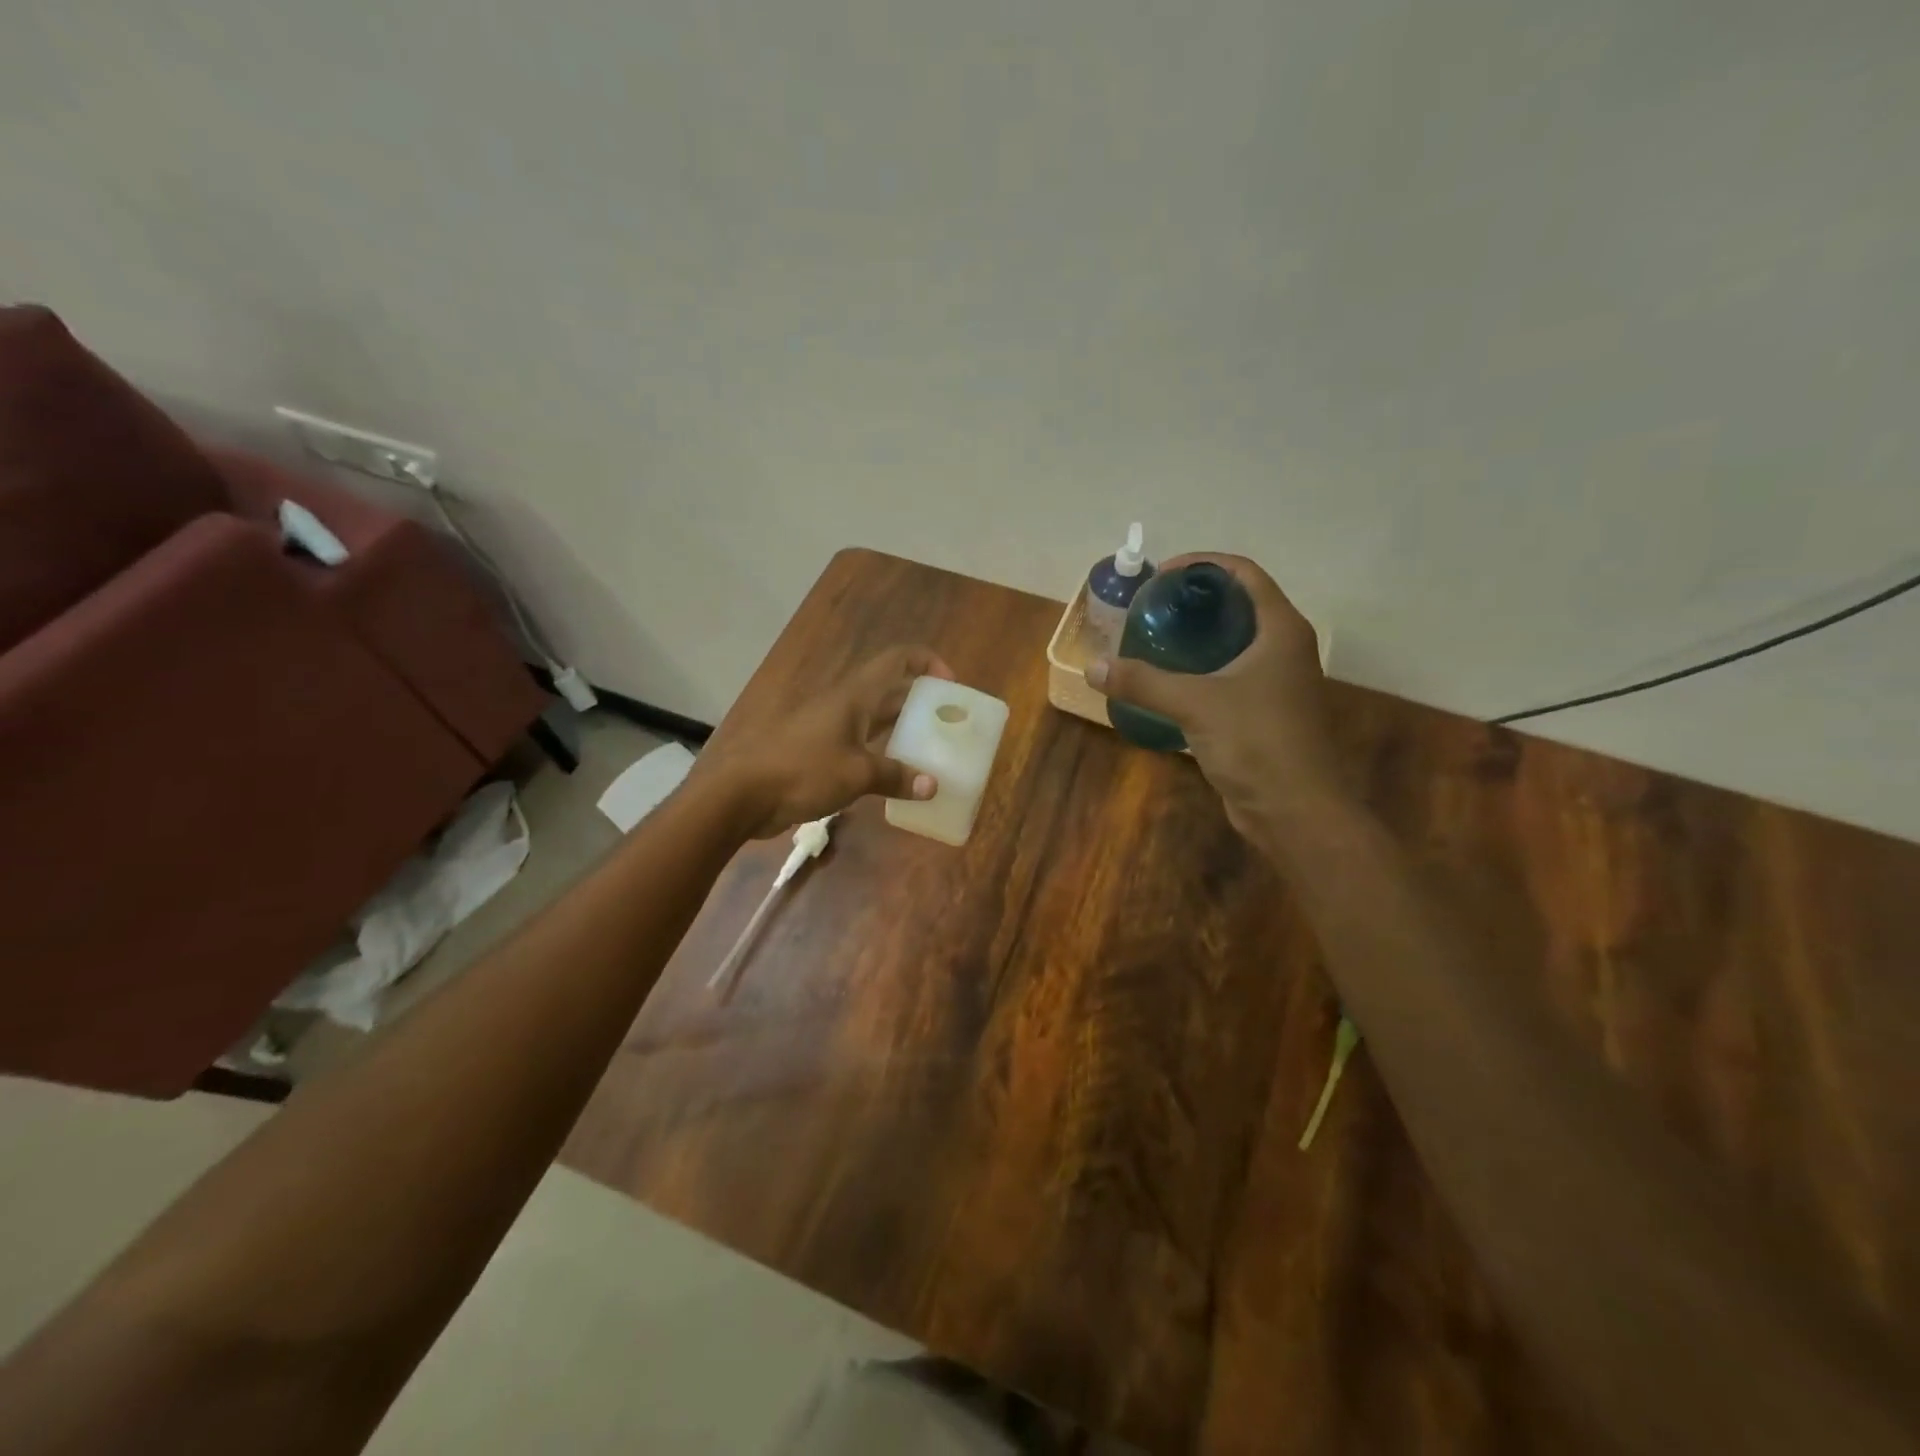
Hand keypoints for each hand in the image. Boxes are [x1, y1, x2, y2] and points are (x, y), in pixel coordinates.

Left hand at [698, 646, 953, 838]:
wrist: (741, 793)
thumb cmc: (802, 770)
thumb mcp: (856, 775)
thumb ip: (896, 776)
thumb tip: (932, 785)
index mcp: (855, 695)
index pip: (898, 659)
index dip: (927, 662)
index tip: (951, 685)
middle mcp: (844, 704)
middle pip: (889, 689)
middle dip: (920, 700)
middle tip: (947, 723)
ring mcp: (828, 727)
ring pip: (874, 718)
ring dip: (901, 728)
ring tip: (929, 749)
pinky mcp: (817, 752)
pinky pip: (859, 744)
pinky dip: (881, 752)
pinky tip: (894, 775)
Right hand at [1087, 555, 1345, 837]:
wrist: (1294, 809)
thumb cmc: (1256, 742)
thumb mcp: (1195, 704)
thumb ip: (1143, 682)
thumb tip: (1092, 667)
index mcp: (1281, 630)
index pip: (1245, 574)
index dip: (1203, 565)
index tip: (1162, 576)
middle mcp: (1285, 648)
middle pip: (1240, 605)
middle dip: (1196, 600)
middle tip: (1153, 607)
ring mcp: (1278, 682)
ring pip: (1236, 642)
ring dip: (1199, 636)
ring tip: (1155, 638)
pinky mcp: (1266, 712)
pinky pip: (1231, 674)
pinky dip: (1203, 669)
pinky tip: (1171, 681)